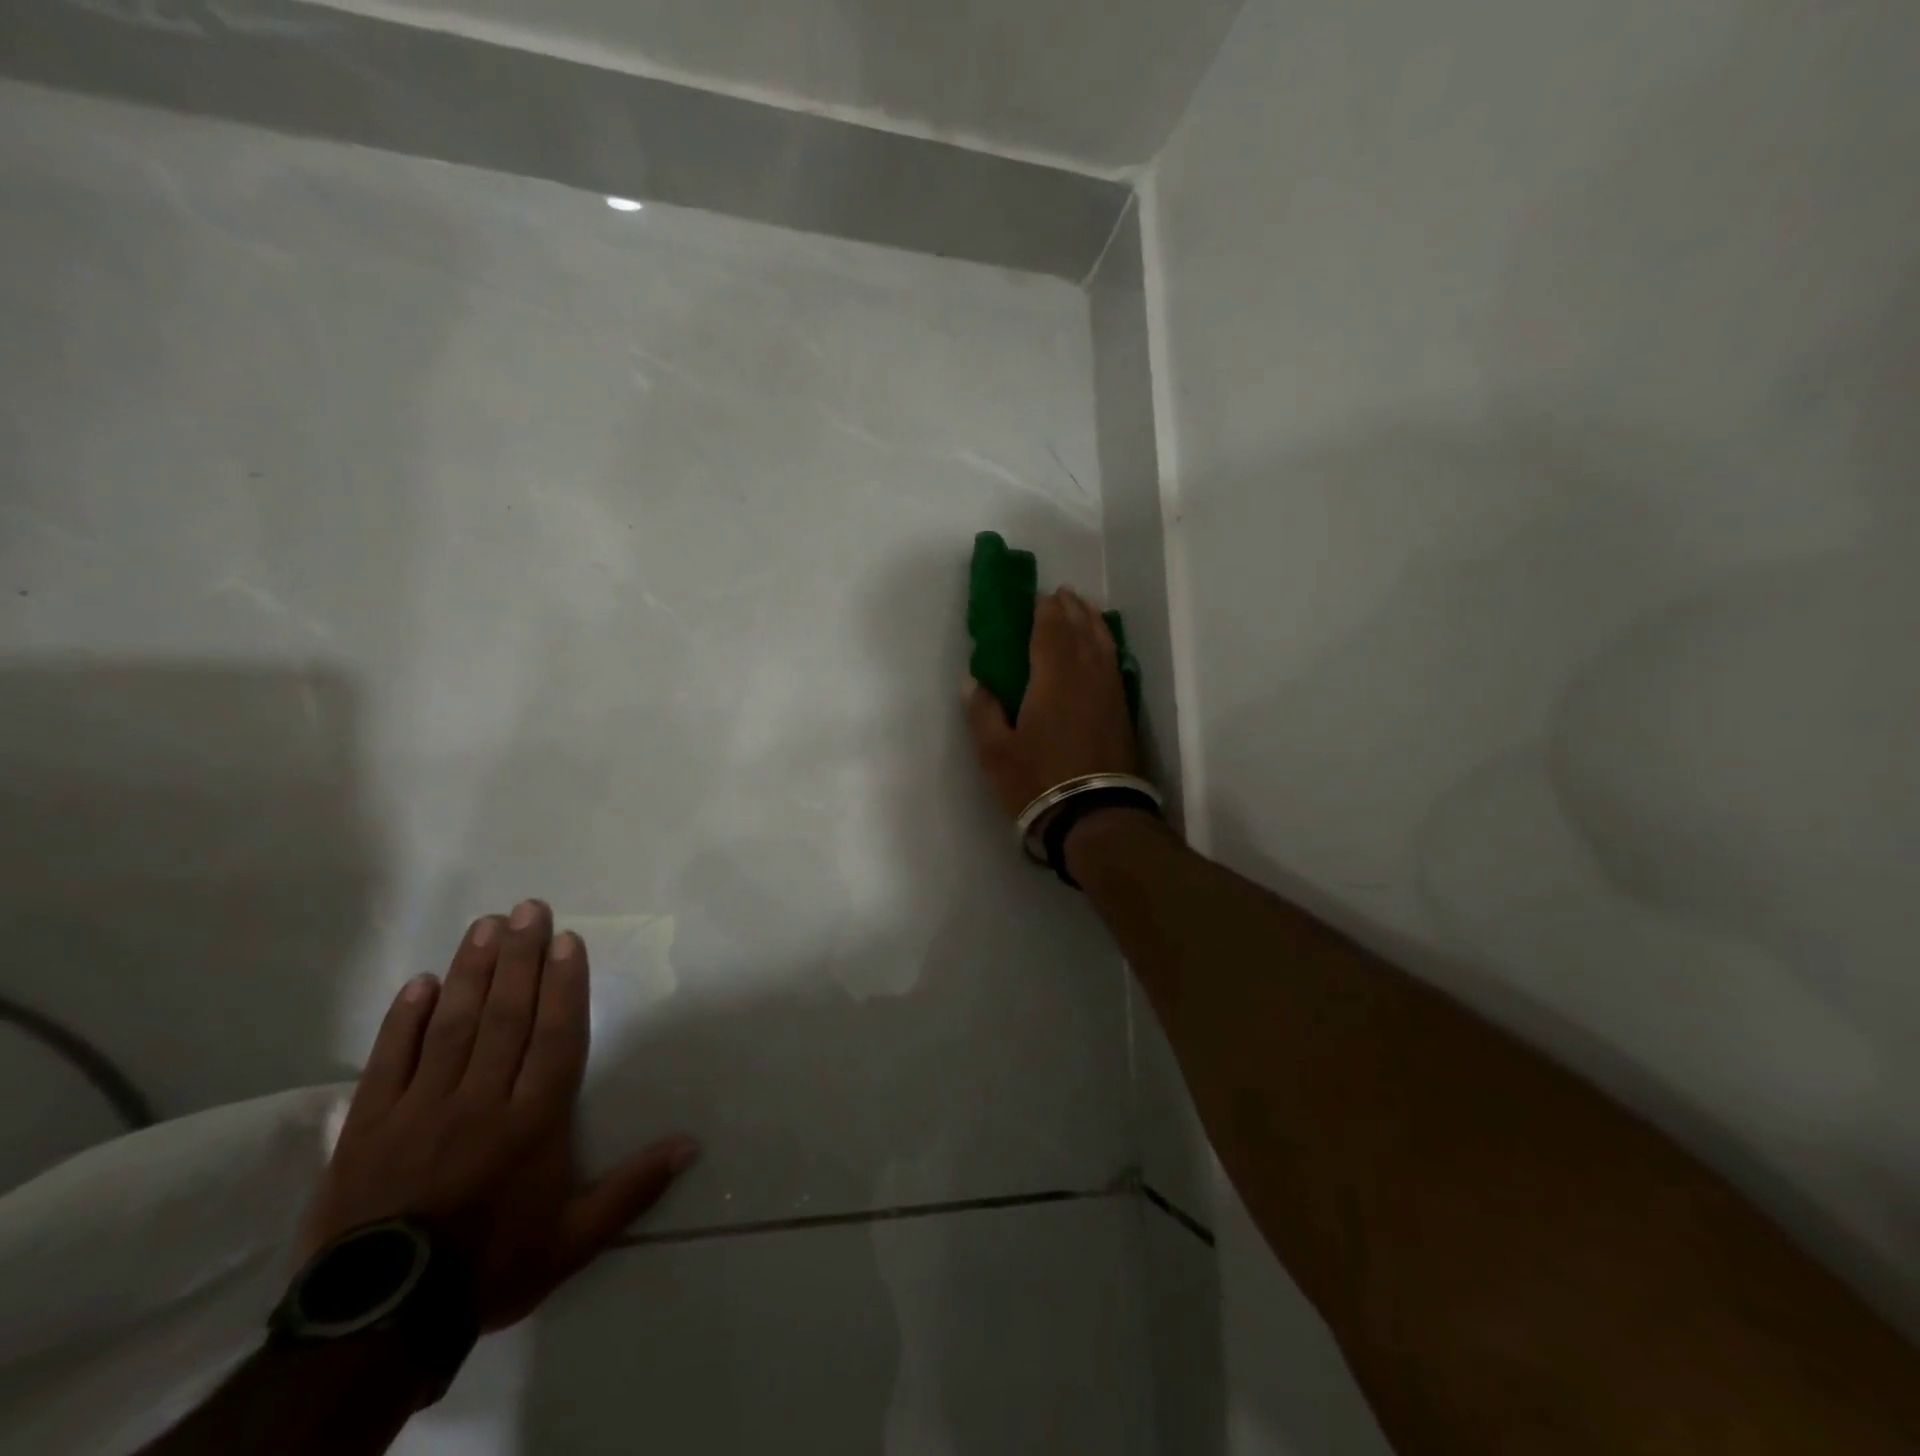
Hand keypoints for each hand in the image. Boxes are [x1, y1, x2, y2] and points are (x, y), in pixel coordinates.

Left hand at [299, 900, 698, 1332]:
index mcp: (533, 1121)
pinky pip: (389, 1061)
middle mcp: (481, 1100)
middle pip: (506, 1016)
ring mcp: (421, 1108)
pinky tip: (420, 982)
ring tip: (486, 926)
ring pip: (453, 1026)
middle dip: (521, 957)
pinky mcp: (369, 1125)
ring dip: (473, 972)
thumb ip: (633, 1188)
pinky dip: (404, 1020)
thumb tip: (692, 1144)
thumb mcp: (574, 1239)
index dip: (564, 984)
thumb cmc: (490, 1267)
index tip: (567, 940)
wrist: (378, 1326)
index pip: (554, 1037)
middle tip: (529, 909)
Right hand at [963, 586, 1140, 822]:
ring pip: (1103, 644)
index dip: (1044, 609)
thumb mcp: (995, 752)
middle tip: (1061, 594)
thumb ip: (982, 712)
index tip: (1038, 596)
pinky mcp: (1122, 712)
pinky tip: (1103, 648)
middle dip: (1070, 609)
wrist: (1095, 816)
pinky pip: (1114, 664)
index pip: (1050, 630)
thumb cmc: (1037, 781)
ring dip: (1092, 622)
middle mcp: (1086, 676)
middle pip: (1080, 630)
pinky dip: (1107, 646)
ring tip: (1084, 609)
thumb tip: (972, 681)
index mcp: (1053, 678)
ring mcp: (1109, 693)